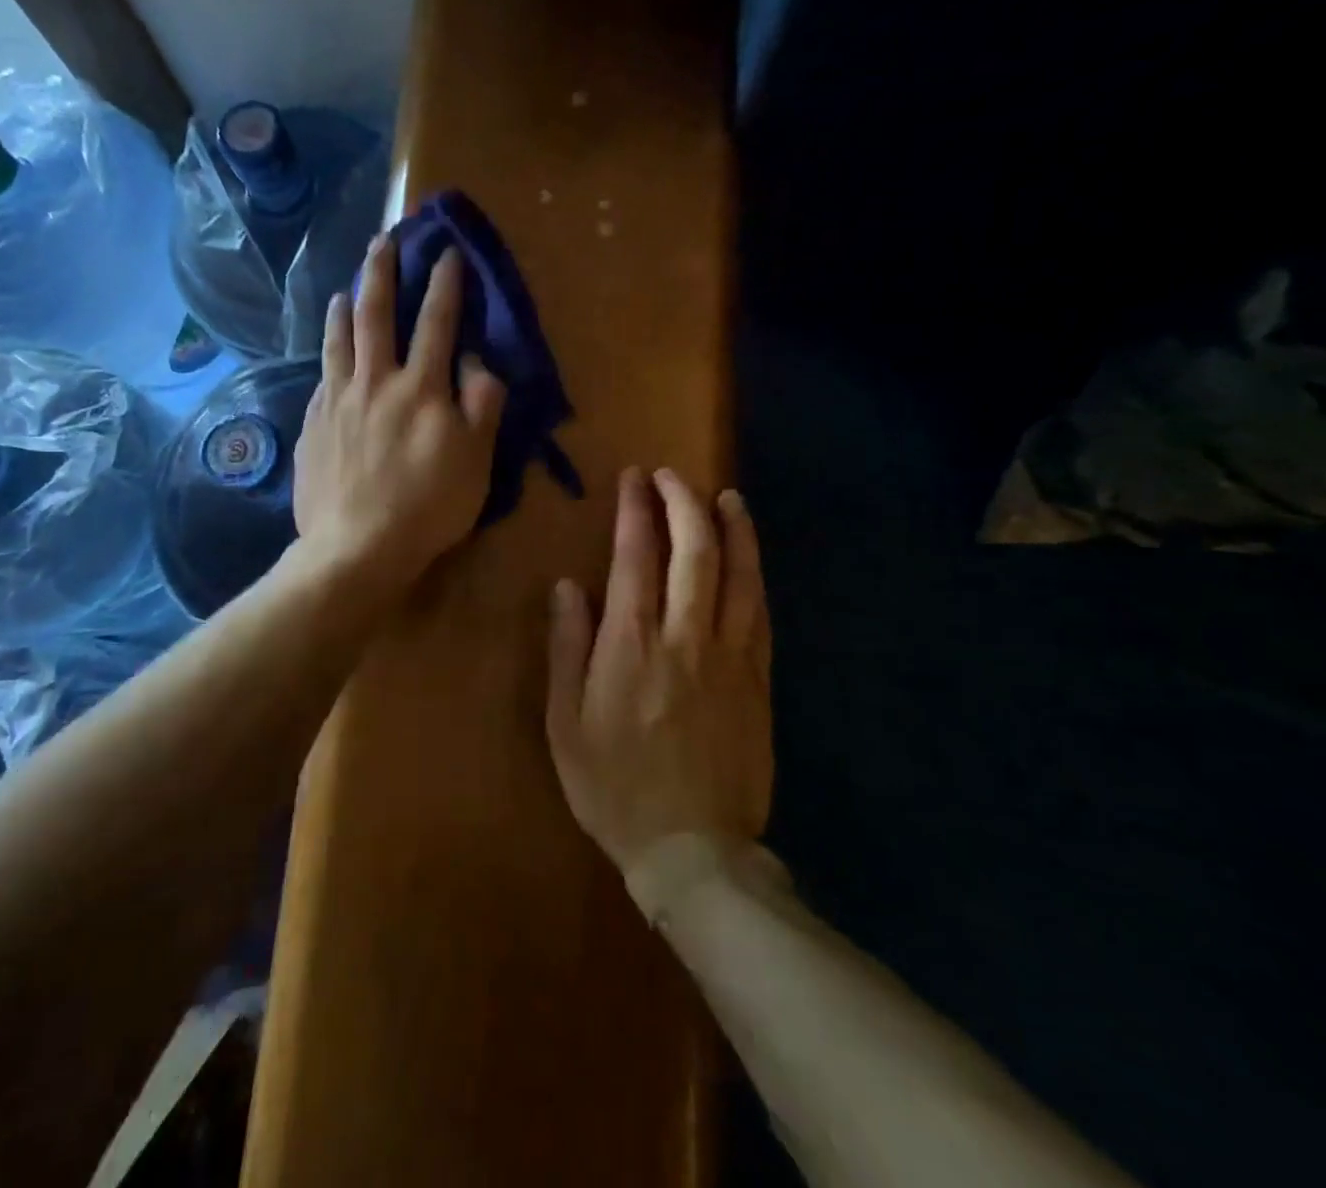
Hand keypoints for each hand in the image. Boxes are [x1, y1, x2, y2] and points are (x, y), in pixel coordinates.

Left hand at [293, 235, 506, 591]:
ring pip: (338, 340)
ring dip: (342, 308)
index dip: (444, 284)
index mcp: (421, 387)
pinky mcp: (312, 425)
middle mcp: (375, 381)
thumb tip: (477, 359)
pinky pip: (320, 378)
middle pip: (375, 315)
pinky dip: (327, 356)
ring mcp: (337, 401)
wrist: (355, 547)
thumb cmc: (427, 507)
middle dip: (381, 272)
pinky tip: (327, 354)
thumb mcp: (476, 461)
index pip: (437, 322)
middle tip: (381, 240)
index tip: (446, 252)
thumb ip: (483, 403)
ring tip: (342, 289)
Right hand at [545, 469, 773, 882]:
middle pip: (693, 552)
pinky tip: (750, 557)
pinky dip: (755, 574)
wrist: (692, 848)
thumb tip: (568, 587)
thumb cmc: (613, 786)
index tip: (633, 479)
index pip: (635, 557)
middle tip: (671, 476)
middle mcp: (685, 638)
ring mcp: (730, 657)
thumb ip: (567, 648)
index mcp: (631, 646)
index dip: (635, 511)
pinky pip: (760, 612)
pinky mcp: (758, 679)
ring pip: (738, 575)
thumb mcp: (565, 722)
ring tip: (725, 496)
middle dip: (683, 503)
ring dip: (731, 529)